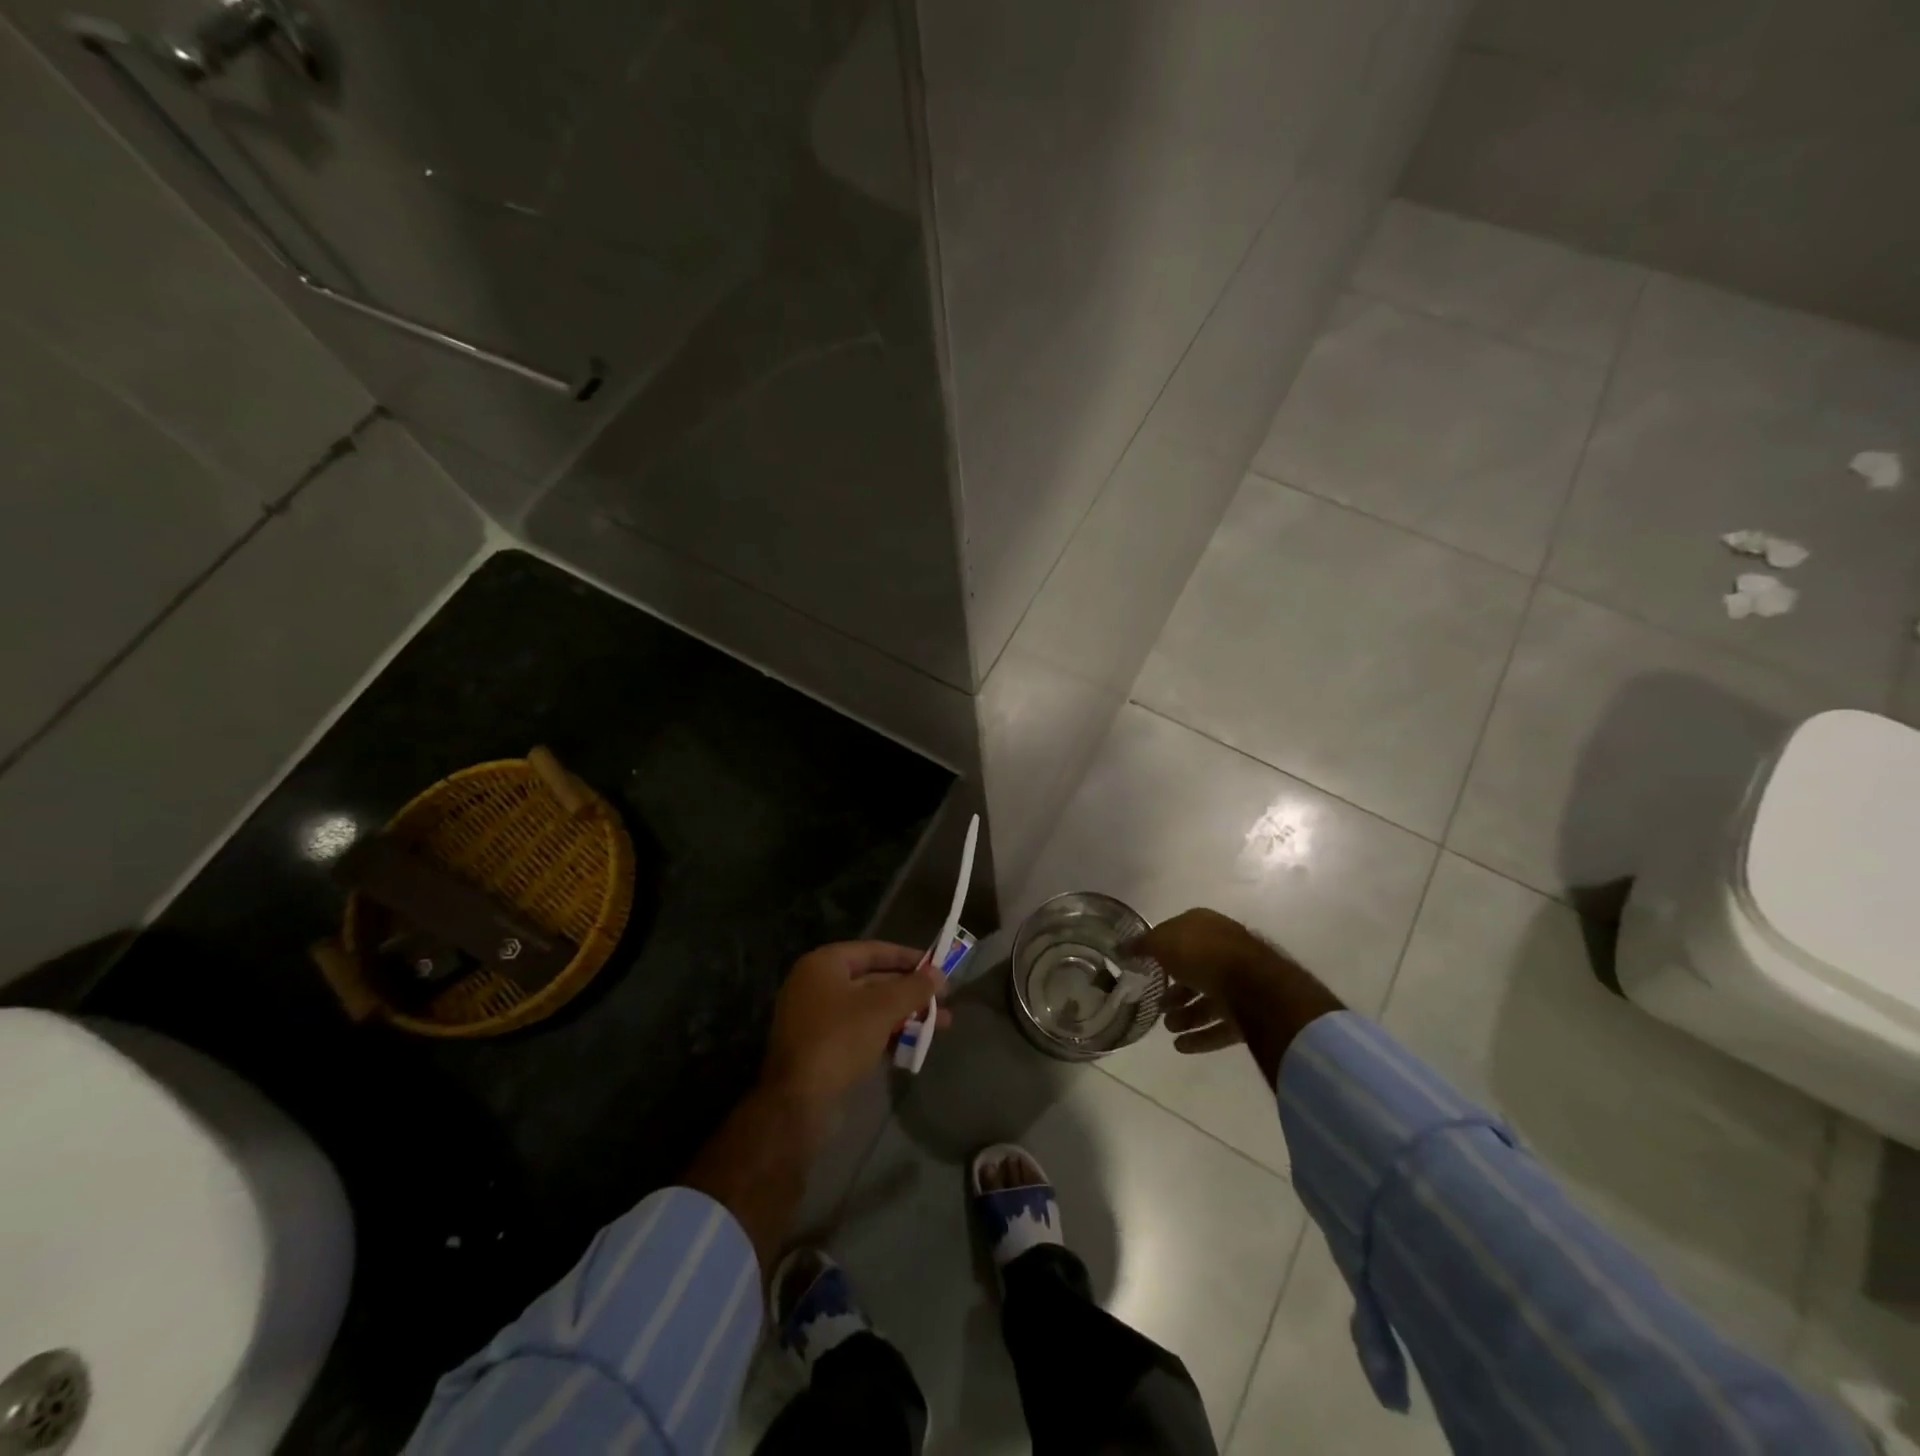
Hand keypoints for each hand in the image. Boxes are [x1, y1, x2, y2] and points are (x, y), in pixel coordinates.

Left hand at [762, 942, 948, 1112]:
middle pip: (873, 980)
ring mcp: (818, 1019)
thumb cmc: (839, 1039)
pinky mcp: (822, 1049)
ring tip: (941, 1025)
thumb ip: (913, 988)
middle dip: (910, 991)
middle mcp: (817, 986)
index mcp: (824, 965)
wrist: (797, 1103)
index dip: (908, 957)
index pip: (873, 951)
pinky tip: (916, 1045)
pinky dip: (887, 1034)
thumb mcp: (882, 1008)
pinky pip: (861, 1032)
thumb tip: (939, 974)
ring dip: (904, 1015)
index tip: (937, 966)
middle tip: (944, 999)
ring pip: (870, 1009)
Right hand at [1127, 909, 1341, 1083]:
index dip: (1161, 951)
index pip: (1178, 935)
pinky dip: (1202, 1036)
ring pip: (1209, 1000)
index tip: (1145, 969)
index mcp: (1205, 925)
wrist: (1252, 983)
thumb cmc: (1201, 953)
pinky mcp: (1253, 1011)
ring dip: (1186, 1015)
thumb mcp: (1162, 942)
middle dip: (1175, 991)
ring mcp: (1241, 980)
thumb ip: (1142, 945)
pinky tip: (1181, 1046)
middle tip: (1157, 1005)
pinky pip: (1222, 1025)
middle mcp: (1224, 949)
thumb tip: (1123, 947)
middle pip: (1194, 971)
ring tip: (1168, 1028)